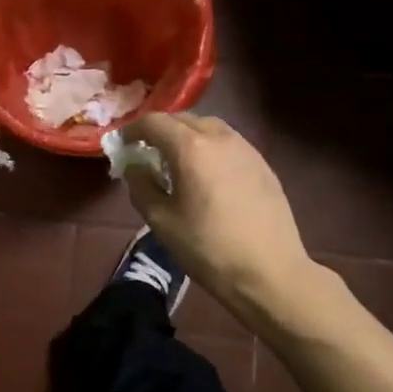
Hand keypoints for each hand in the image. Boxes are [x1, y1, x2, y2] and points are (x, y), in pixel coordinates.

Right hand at [119, 112, 312, 303]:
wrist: (270, 272)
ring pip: (209, 127)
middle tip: (147, 151)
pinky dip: (209, 147)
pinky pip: (228, 142)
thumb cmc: (208, 248)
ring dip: (187, 135)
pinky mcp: (262, 164)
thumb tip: (135, 166)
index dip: (133, 130)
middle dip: (160, 130)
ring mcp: (246, 148)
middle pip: (183, 119)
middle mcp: (220, 137)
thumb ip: (141, 186)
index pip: (154, 122)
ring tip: (177, 160)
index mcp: (191, 148)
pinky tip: (207, 173)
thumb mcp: (161, 221)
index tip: (122, 145)